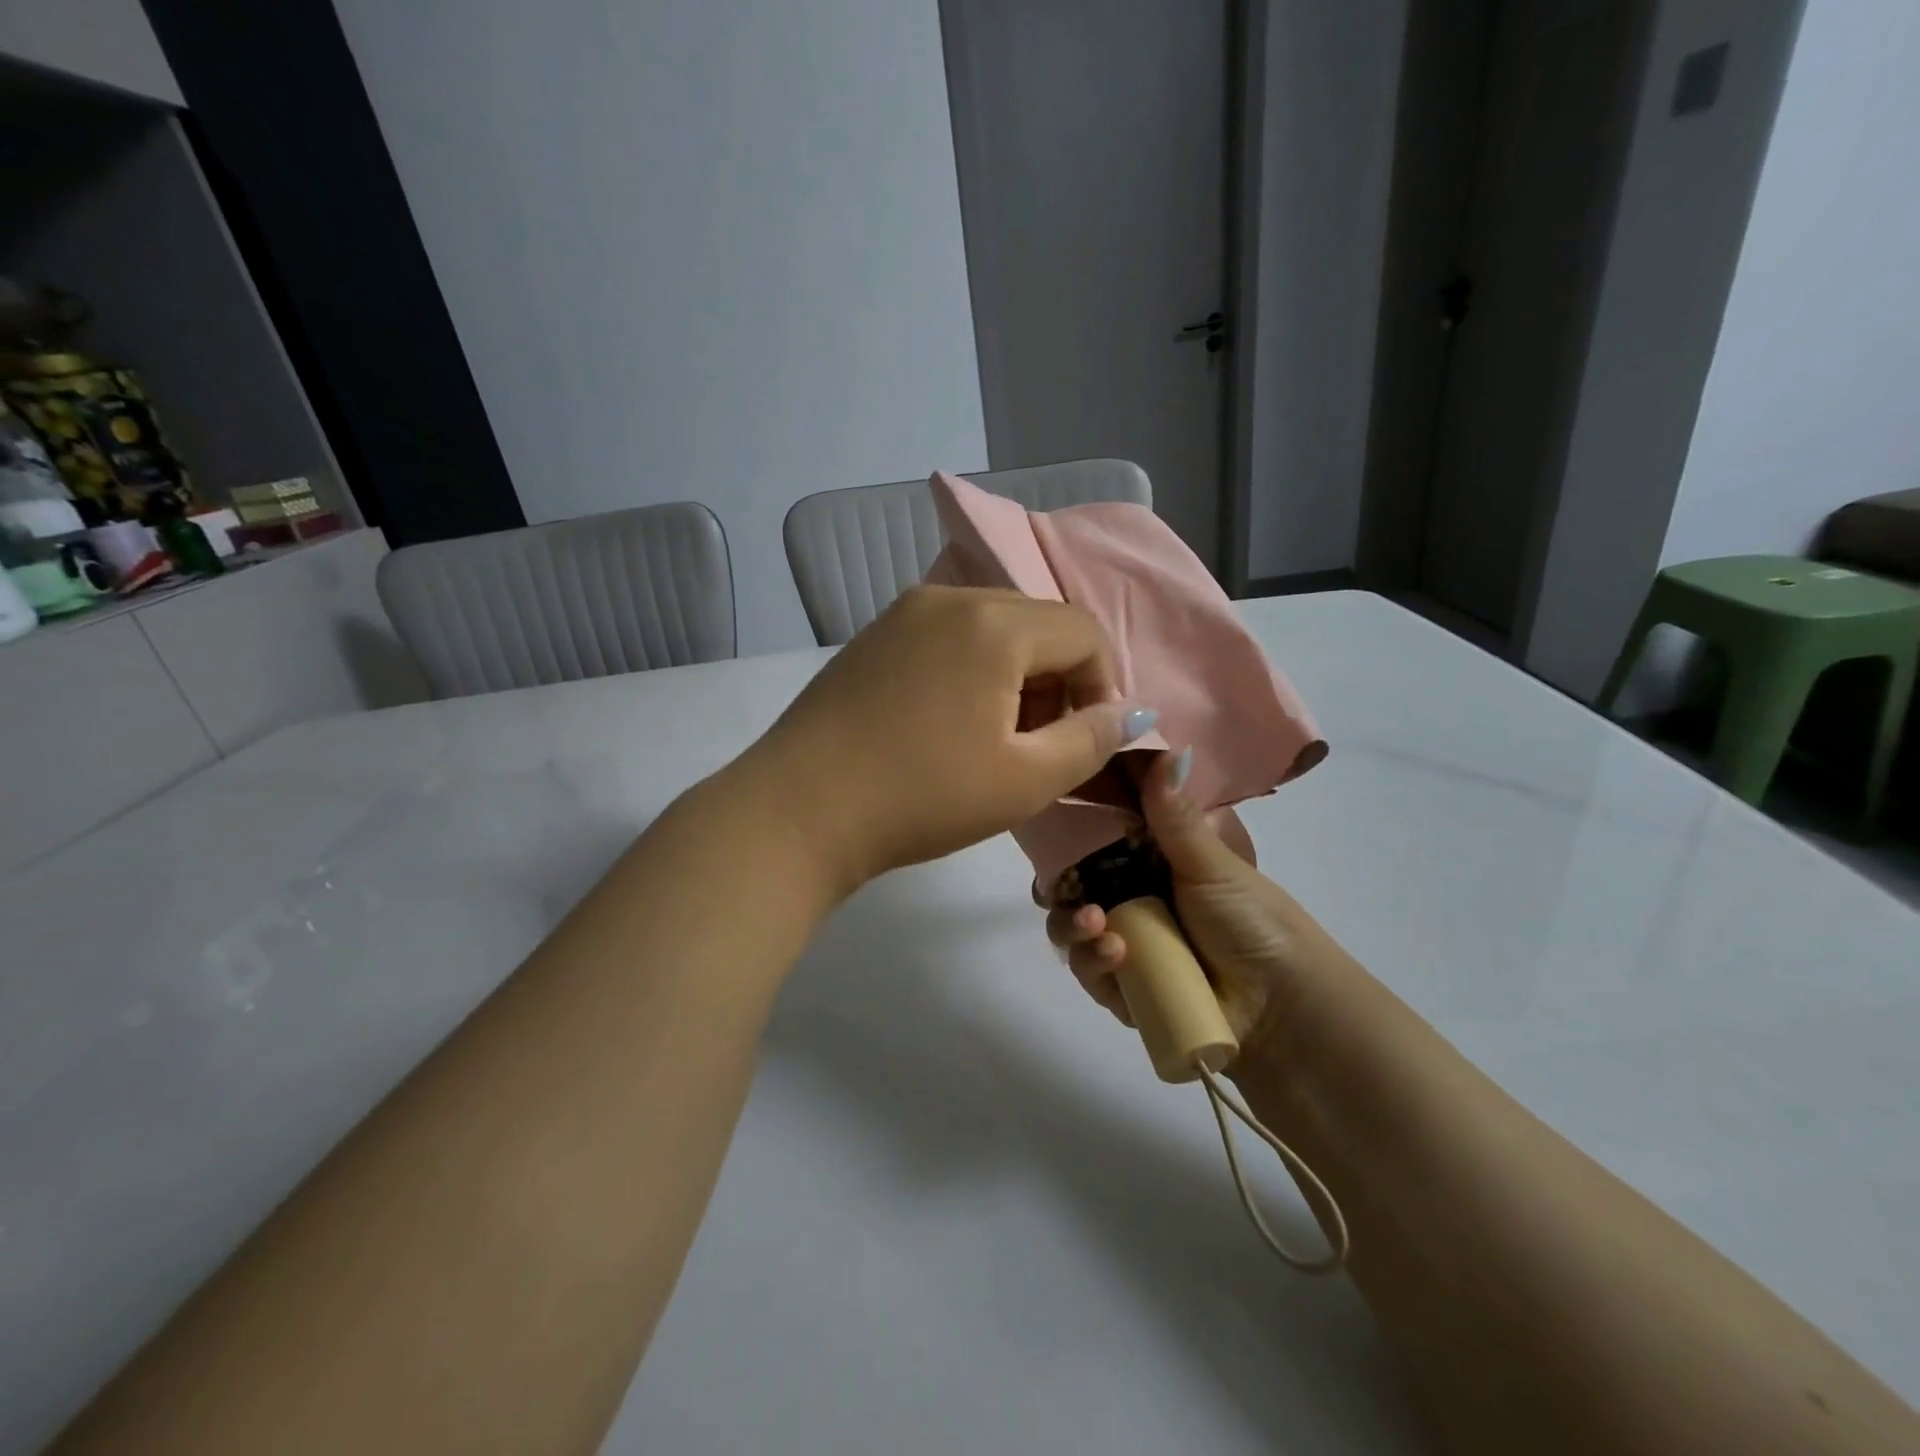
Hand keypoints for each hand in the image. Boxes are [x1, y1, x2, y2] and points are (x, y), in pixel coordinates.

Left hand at [743, 585, 1152, 894]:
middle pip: (1037, 624)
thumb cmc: (922, 797)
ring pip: (990, 629)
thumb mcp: (1025, 780)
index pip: (1083, 632)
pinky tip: (945, 723)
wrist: (799, 810)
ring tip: (994, 738)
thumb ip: (1092, 739)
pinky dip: (969, 671)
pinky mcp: (872, 638)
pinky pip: (945, 637)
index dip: (1102, 686)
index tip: (1086, 741)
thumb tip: (1132, 712)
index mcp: (994, 623)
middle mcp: (949, 598)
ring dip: (1014, 676)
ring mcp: (902, 614)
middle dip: (1058, 680)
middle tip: (1040, 745)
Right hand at [1044, 750, 1345, 1062]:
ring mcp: (1123, 941)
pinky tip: (1114, 955)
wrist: (1281, 1005)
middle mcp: (1129, 896)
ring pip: (1070, 926)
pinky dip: (1092, 960)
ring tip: (1093, 924)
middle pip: (1070, 883)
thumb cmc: (1251, 920)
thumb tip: (1167, 746)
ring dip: (1071, 924)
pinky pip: (1087, 969)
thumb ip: (1174, 815)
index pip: (1096, 835)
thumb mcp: (1211, 864)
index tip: (1051, 817)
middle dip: (1057, 884)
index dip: (1069, 826)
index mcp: (1149, 860)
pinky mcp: (1120, 986)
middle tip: (1060, 886)